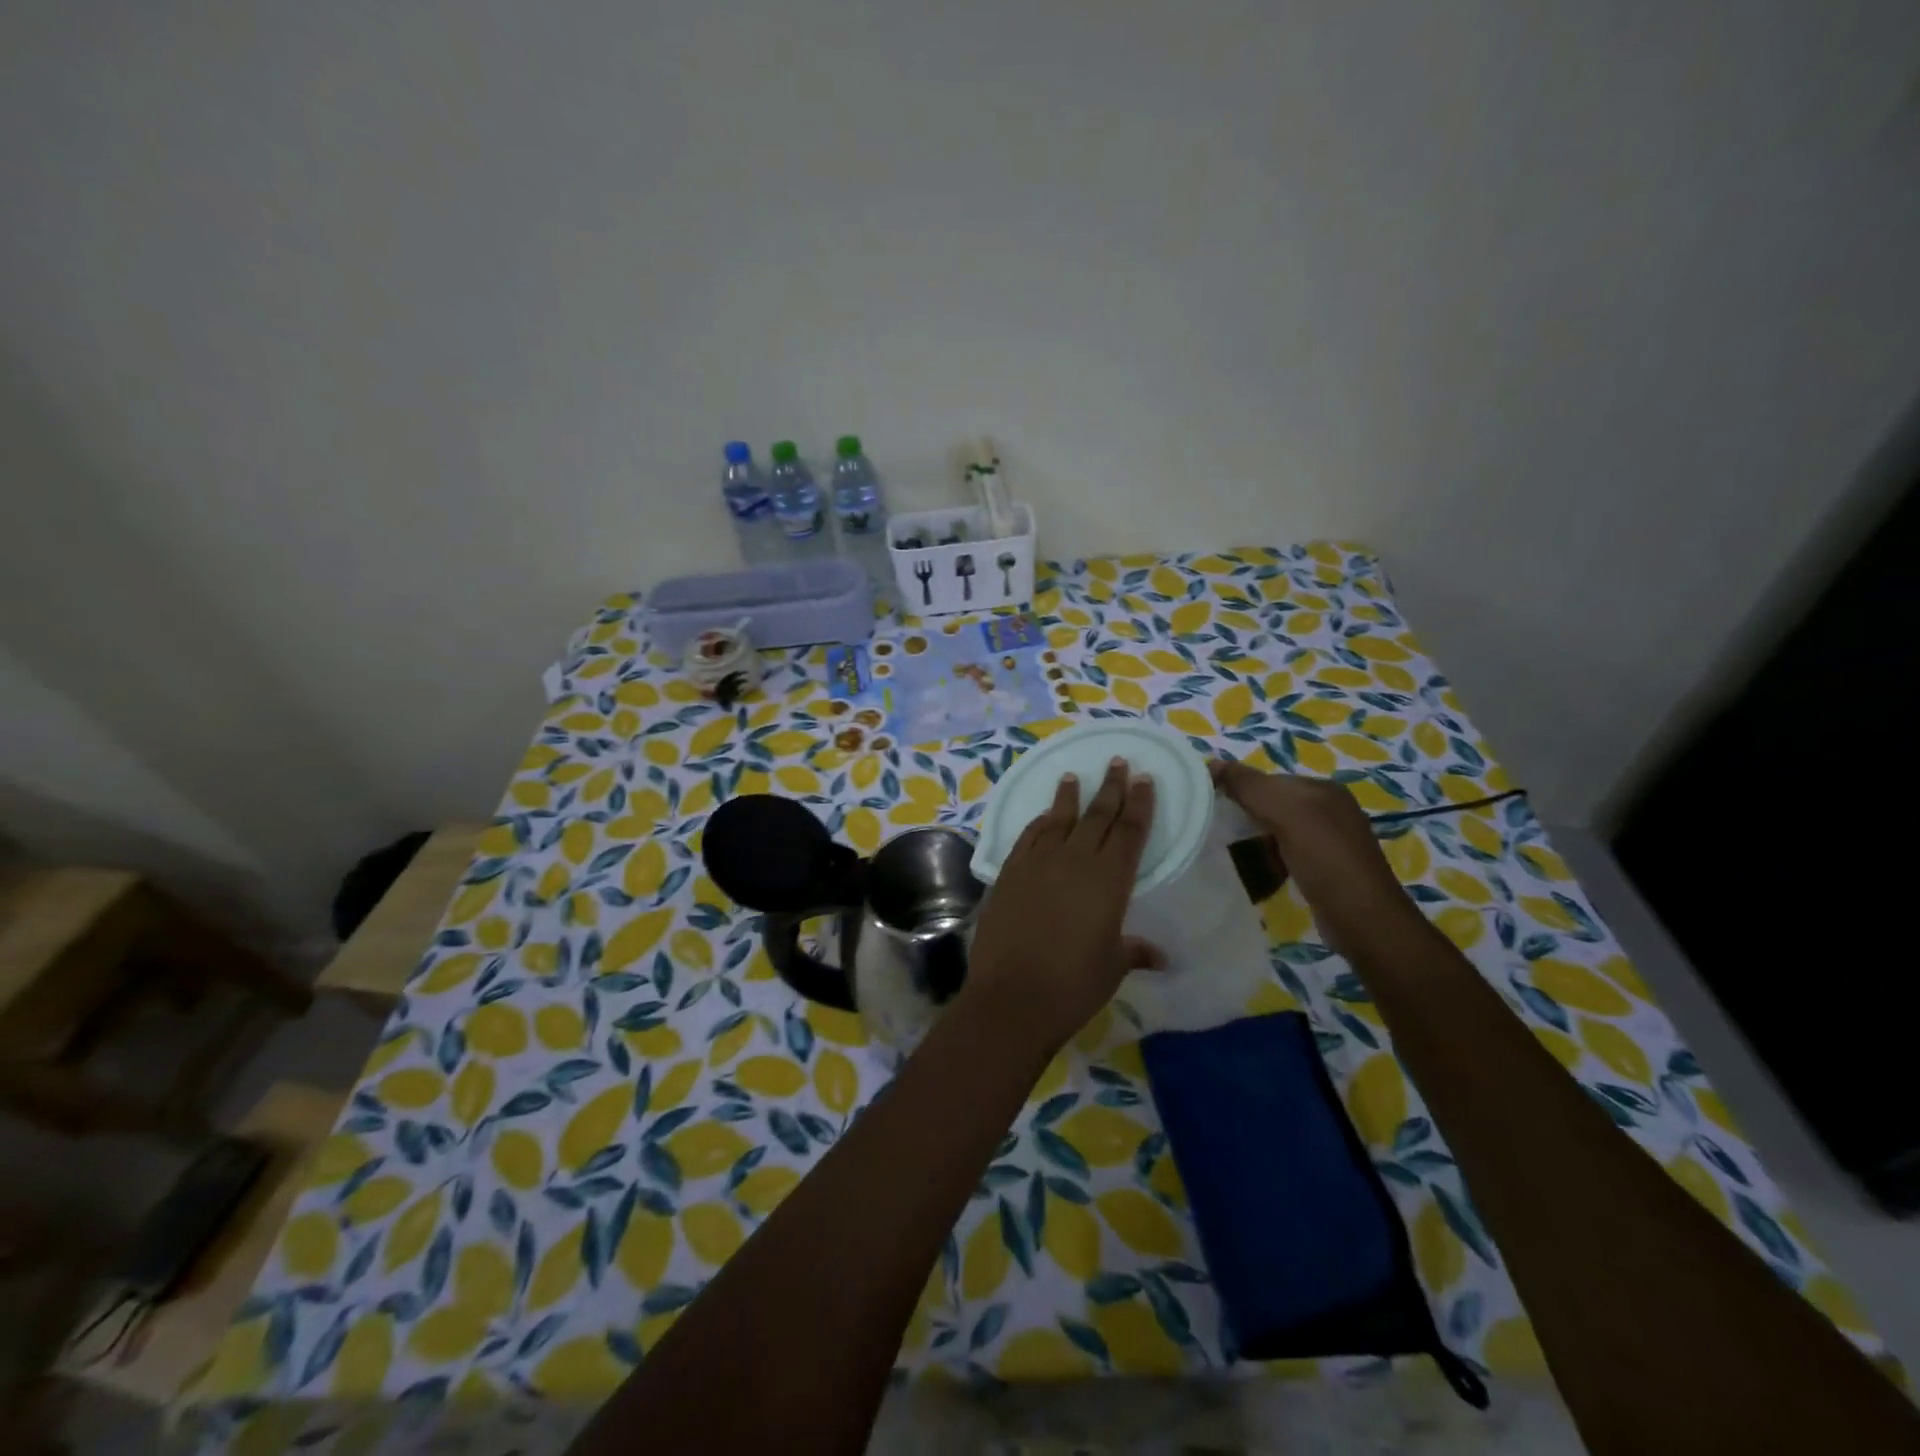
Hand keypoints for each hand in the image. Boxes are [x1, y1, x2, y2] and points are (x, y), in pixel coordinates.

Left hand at [964, 758, 1162, 1055]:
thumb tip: (1159, 956)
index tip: (1144, 779)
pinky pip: (1028, 838)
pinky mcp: (1009, 873)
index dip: (1139, 804)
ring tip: (1075, 776)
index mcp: (1110, 880)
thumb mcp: (1112, 967)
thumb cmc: (1073, 985)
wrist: (1013, 996)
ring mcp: (1038, 864)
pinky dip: (1038, 823)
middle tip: (1117, 762)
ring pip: (1059, 820)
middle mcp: (1075, 862)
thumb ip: (1133, 951)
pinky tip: (1044, 816)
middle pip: (1098, 816)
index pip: (1130, 831)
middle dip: (1111, 788)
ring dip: (1069, 797)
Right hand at [1209, 758, 1412, 934]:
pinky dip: (1268, 861)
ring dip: (1255, 841)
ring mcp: (1330, 842)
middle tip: (1218, 831)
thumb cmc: (1325, 858)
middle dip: (1247, 815)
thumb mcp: (1286, 812)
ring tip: (1231, 853)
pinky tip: (1256, 872)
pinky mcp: (1325, 870)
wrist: (1362, 919)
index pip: (1270, 779)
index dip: (1241, 788)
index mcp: (1324, 789)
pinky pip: (1286, 855)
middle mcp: (1330, 810)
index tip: (1213, 807)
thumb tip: (1212, 762)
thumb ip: (1249, 785)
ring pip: (1278, 831)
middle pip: (1273, 804)